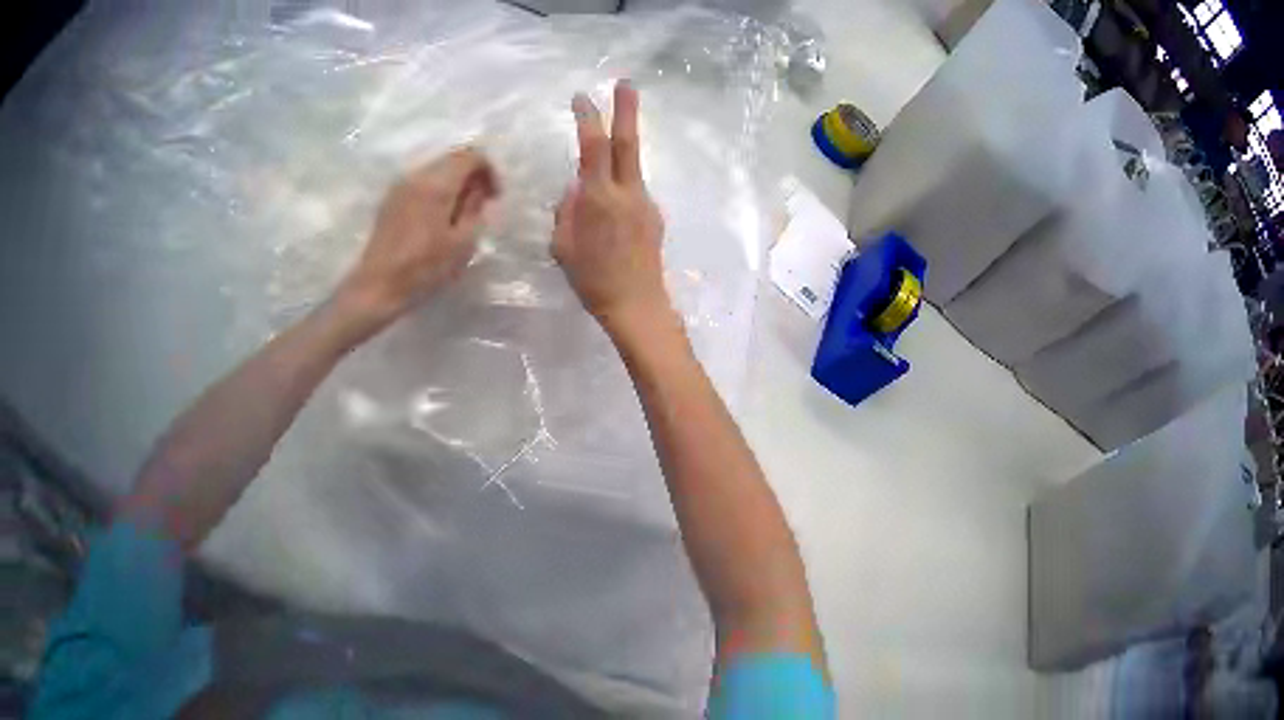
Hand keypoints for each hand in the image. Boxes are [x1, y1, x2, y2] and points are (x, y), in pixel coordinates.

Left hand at [339, 148, 498, 325]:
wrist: (377, 288)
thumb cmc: (422, 269)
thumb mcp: (461, 243)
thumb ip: (475, 209)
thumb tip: (477, 191)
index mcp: (436, 184)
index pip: (470, 155)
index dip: (489, 170)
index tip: (494, 197)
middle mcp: (417, 176)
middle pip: (452, 159)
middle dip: (472, 175)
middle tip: (482, 203)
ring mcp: (400, 187)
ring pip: (436, 170)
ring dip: (454, 183)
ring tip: (461, 212)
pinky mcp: (390, 200)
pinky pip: (421, 183)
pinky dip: (437, 191)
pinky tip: (439, 218)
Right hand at [553, 81, 667, 333]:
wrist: (636, 304)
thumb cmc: (592, 279)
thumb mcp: (562, 245)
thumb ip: (568, 210)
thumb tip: (576, 189)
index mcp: (599, 198)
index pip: (593, 147)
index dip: (589, 118)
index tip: (582, 97)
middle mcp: (627, 192)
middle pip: (628, 143)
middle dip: (626, 110)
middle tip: (627, 83)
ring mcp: (645, 203)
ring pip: (629, 170)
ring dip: (616, 161)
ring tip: (598, 202)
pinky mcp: (654, 215)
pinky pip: (631, 195)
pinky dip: (617, 195)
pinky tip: (610, 226)